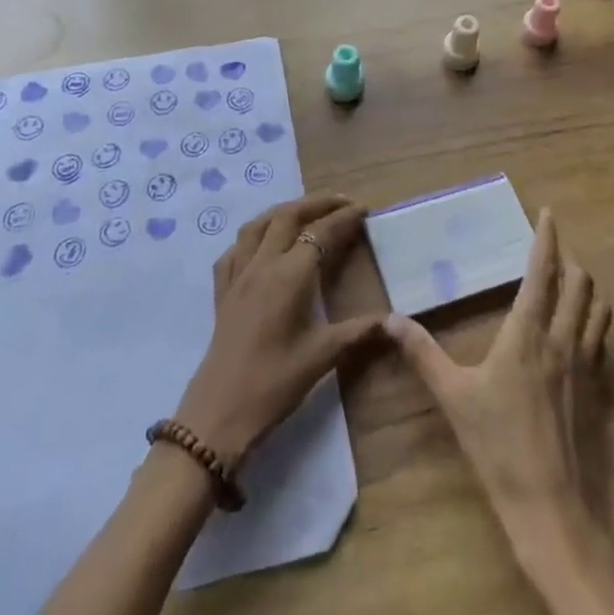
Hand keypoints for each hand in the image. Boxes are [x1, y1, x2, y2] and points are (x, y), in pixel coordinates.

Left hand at [174, 194, 383, 465]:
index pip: (321, 232)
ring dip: (284, 211)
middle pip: (288, 215)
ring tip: (305, 212)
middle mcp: (263, 263)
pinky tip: (262, 246)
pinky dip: (253, 236)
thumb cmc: (276, 382)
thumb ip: (359, 331)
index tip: (363, 209)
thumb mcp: (323, 356)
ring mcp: (238, 274)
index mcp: (291, 274)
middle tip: (341, 202)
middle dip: (316, 202)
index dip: (344, 218)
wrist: (220, 412)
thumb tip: (393, 320)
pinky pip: (236, 248)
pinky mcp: (221, 290)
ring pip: (258, 224)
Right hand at [386, 209, 612, 532]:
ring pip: (598, 310)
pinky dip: (593, 322)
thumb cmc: (498, 446)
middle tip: (553, 250)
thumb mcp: (452, 396)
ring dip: (586, 288)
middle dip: (569, 259)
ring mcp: (586, 367)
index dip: (546, 238)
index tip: (549, 213)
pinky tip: (578, 333)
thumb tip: (390, 319)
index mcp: (528, 333)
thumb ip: (422, 353)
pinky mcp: (598, 393)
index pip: (542, 272)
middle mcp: (563, 340)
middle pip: (580, 284)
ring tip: (570, 283)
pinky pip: (602, 341)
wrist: (551, 508)